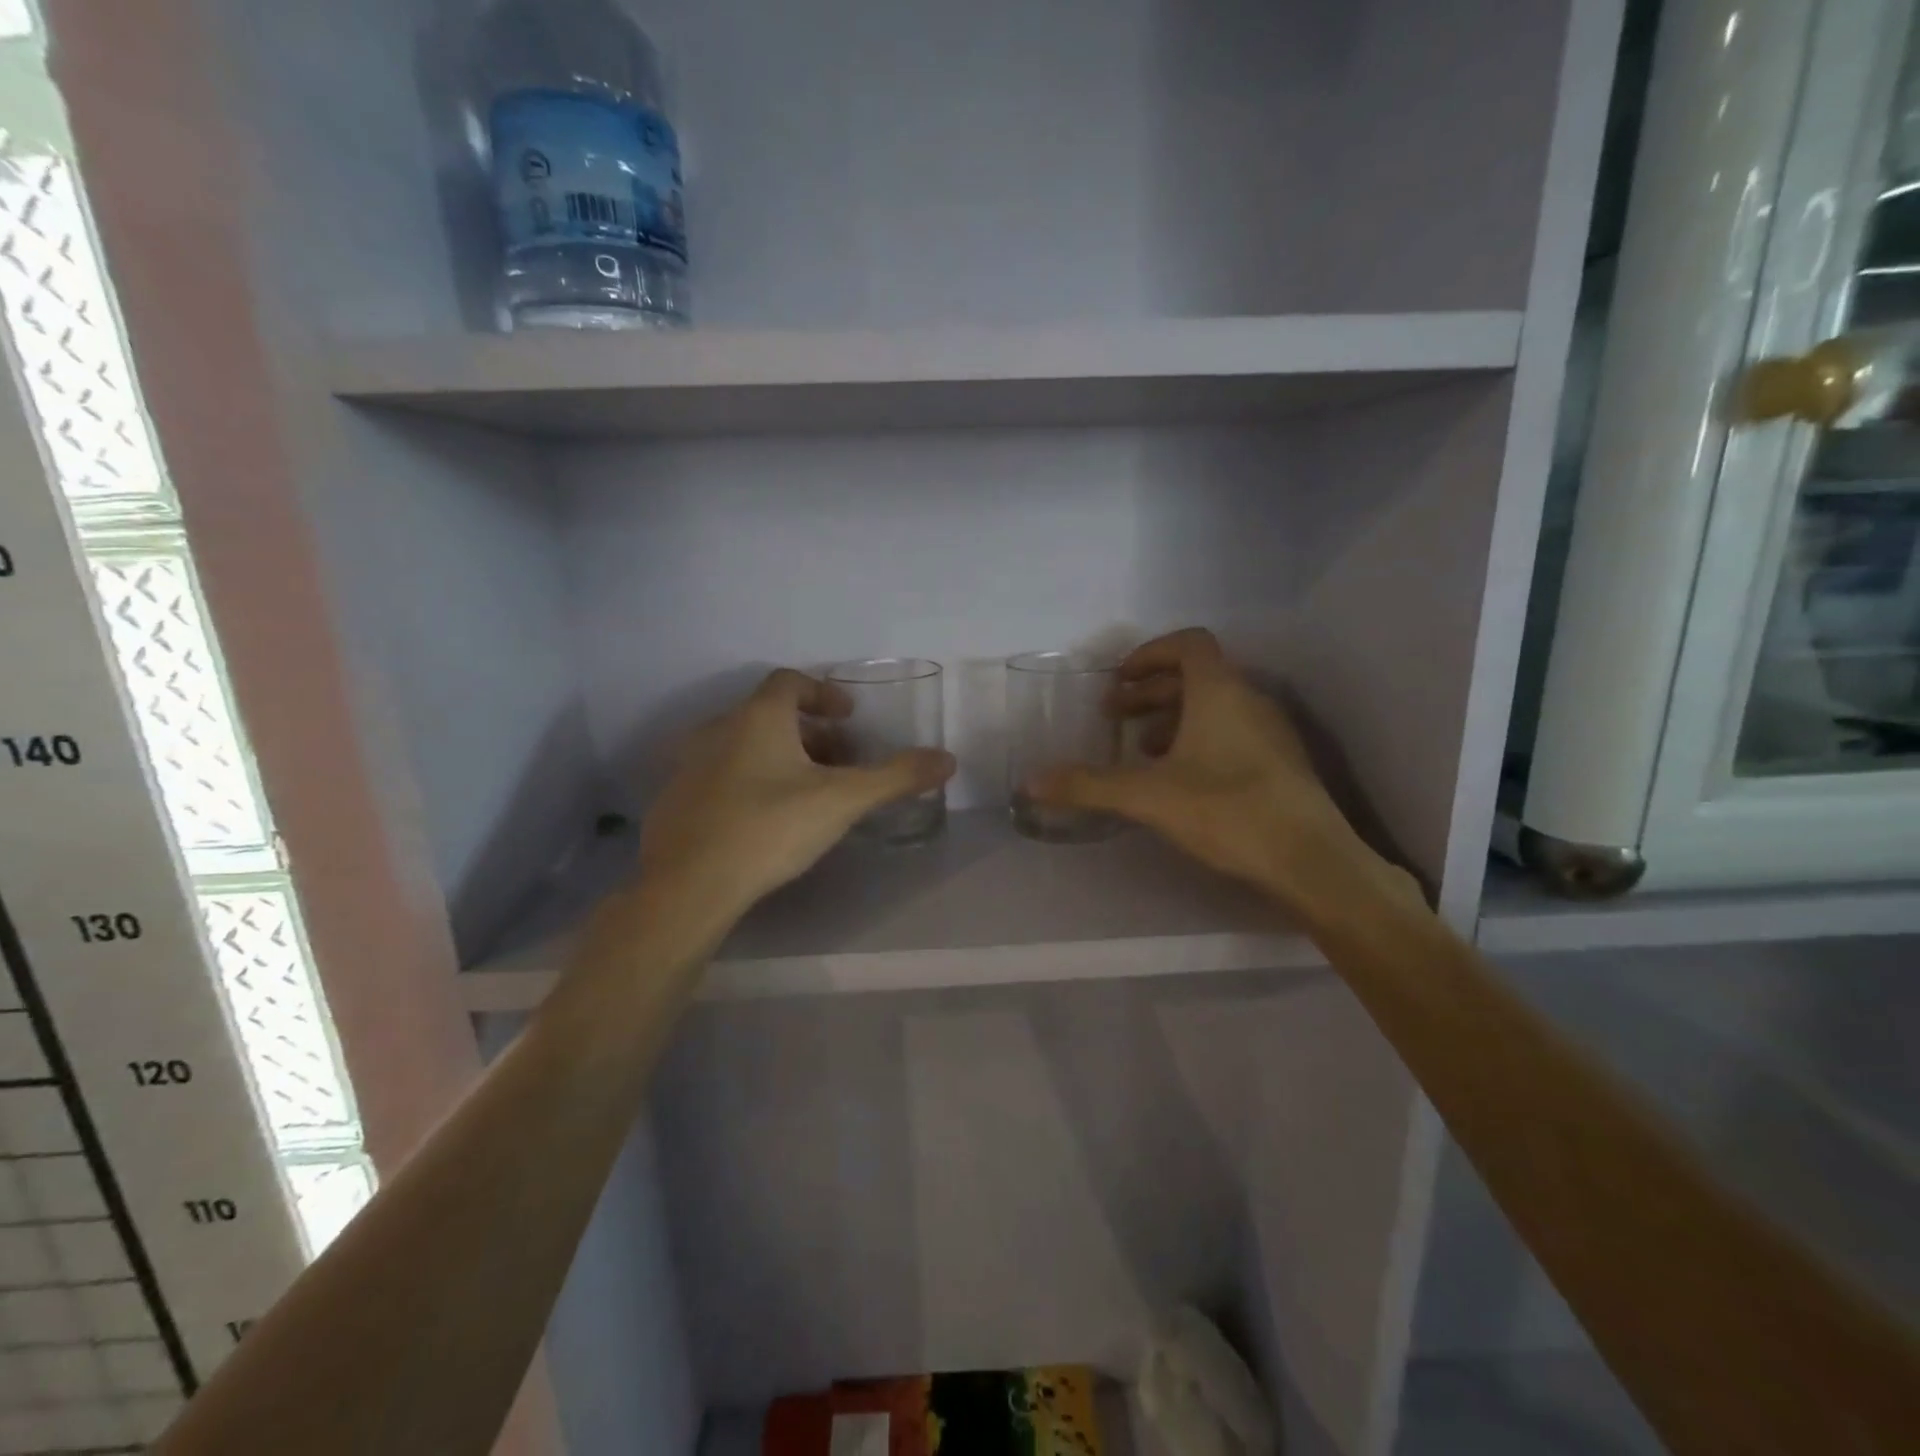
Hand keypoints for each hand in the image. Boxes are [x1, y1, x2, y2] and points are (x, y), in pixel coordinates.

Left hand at [640, 669, 955, 921]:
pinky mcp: (675, 801)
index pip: (790, 681)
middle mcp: (718, 730)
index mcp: (757, 718)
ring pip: (743, 746)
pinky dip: (749, 782)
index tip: (849, 718)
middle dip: (809, 733)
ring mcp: (689, 766)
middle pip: (768, 715)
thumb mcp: (842, 801)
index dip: (823, 693)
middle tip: (838, 762)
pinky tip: (765, 820)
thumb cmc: (769, 828)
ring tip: (807, 793)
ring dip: (778, 757)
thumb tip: (948, 759)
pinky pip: (720, 776)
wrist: (687, 886)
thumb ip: (895, 777)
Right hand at [1025, 629, 1381, 906]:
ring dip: (1173, 719)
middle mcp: (1249, 700)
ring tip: (1143, 751)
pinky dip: (1199, 741)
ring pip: (1215, 707)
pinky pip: (1233, 732)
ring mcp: (1271, 731)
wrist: (1311, 860)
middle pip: (1196, 676)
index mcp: (1219, 691)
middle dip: (1150, 693)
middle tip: (1115, 718)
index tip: (1118, 681)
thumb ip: (1088, 785)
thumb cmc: (1227, 811)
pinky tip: (1181, 780)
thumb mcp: (1147, 796)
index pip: (1188, 644)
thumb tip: (1031, 783)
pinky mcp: (1282, 763)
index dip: (1149, 654)